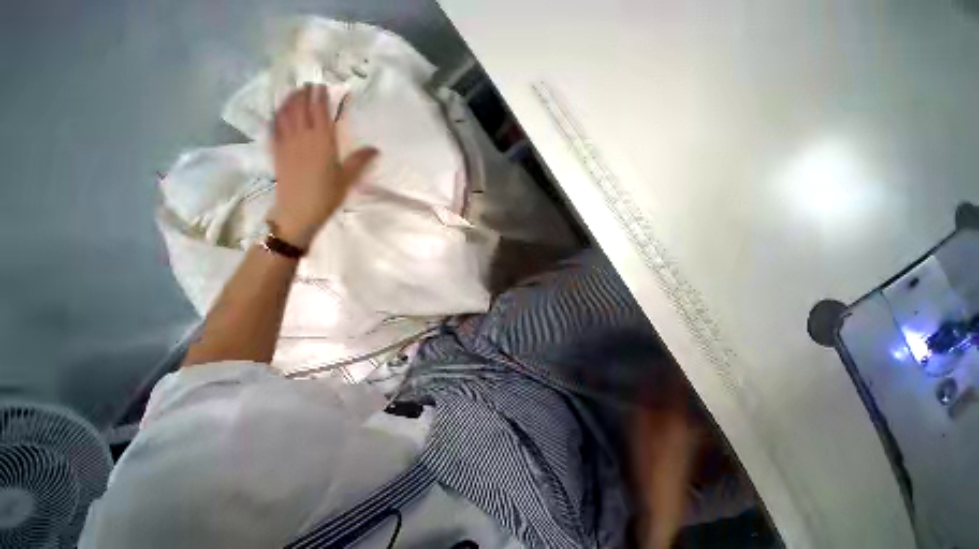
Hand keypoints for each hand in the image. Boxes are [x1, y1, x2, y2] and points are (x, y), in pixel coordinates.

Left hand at [270, 84, 377, 247]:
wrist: (299, 210)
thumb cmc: (327, 195)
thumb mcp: (347, 179)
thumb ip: (360, 161)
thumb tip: (375, 149)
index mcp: (322, 142)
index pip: (320, 112)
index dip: (321, 98)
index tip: (323, 87)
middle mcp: (302, 137)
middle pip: (301, 109)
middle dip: (305, 94)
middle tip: (308, 85)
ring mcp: (286, 143)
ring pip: (285, 114)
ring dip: (289, 100)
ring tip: (294, 92)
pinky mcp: (276, 151)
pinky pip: (274, 128)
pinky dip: (276, 116)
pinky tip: (277, 113)